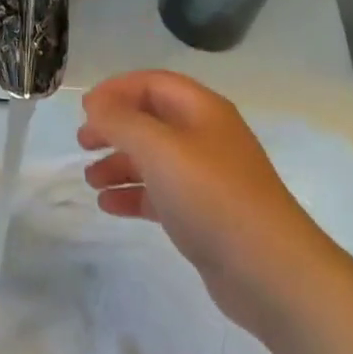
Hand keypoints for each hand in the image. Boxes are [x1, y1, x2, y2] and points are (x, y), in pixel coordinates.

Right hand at [78, 70, 328, 330]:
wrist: (269, 270)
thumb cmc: (211, 196)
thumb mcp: (159, 149)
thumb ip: (121, 121)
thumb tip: (96, 104)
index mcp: (202, 110)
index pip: (153, 83)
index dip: (116, 89)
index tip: (84, 109)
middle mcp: (206, 137)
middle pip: (152, 119)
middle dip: (115, 127)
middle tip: (82, 142)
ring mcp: (207, 177)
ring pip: (154, 158)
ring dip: (119, 162)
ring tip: (90, 179)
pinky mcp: (204, 214)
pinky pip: (160, 193)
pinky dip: (133, 193)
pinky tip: (108, 205)